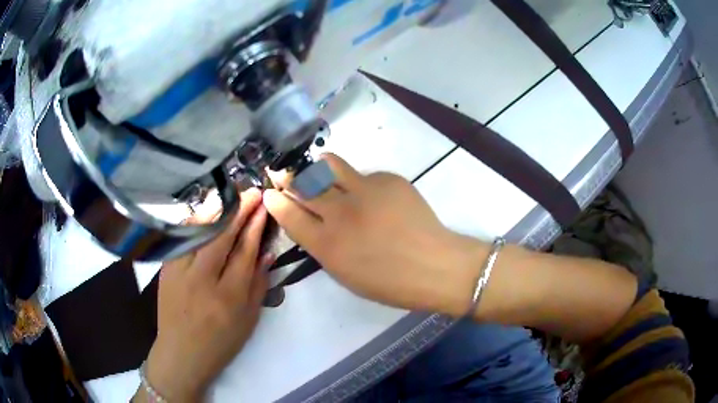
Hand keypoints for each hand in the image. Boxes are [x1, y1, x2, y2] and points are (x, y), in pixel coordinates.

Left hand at [142, 189, 271, 401]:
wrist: (182, 352)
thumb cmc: (221, 342)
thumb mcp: (248, 319)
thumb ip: (258, 285)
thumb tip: (267, 252)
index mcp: (228, 297)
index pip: (244, 252)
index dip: (255, 226)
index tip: (263, 207)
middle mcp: (202, 280)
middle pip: (222, 236)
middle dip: (239, 210)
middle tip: (252, 193)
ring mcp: (180, 271)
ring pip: (199, 232)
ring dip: (217, 210)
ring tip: (231, 195)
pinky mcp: (166, 268)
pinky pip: (183, 238)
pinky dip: (197, 222)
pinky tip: (207, 213)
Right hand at [263, 154, 486, 314]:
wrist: (435, 266)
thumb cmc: (389, 282)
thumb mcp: (345, 274)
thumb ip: (322, 246)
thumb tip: (309, 221)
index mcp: (327, 245)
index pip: (289, 215)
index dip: (276, 201)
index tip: (269, 193)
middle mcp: (340, 213)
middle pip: (303, 184)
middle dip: (287, 177)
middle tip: (282, 172)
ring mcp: (365, 191)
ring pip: (328, 166)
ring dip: (316, 167)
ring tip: (316, 170)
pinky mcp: (388, 179)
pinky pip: (363, 175)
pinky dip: (358, 183)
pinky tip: (371, 197)